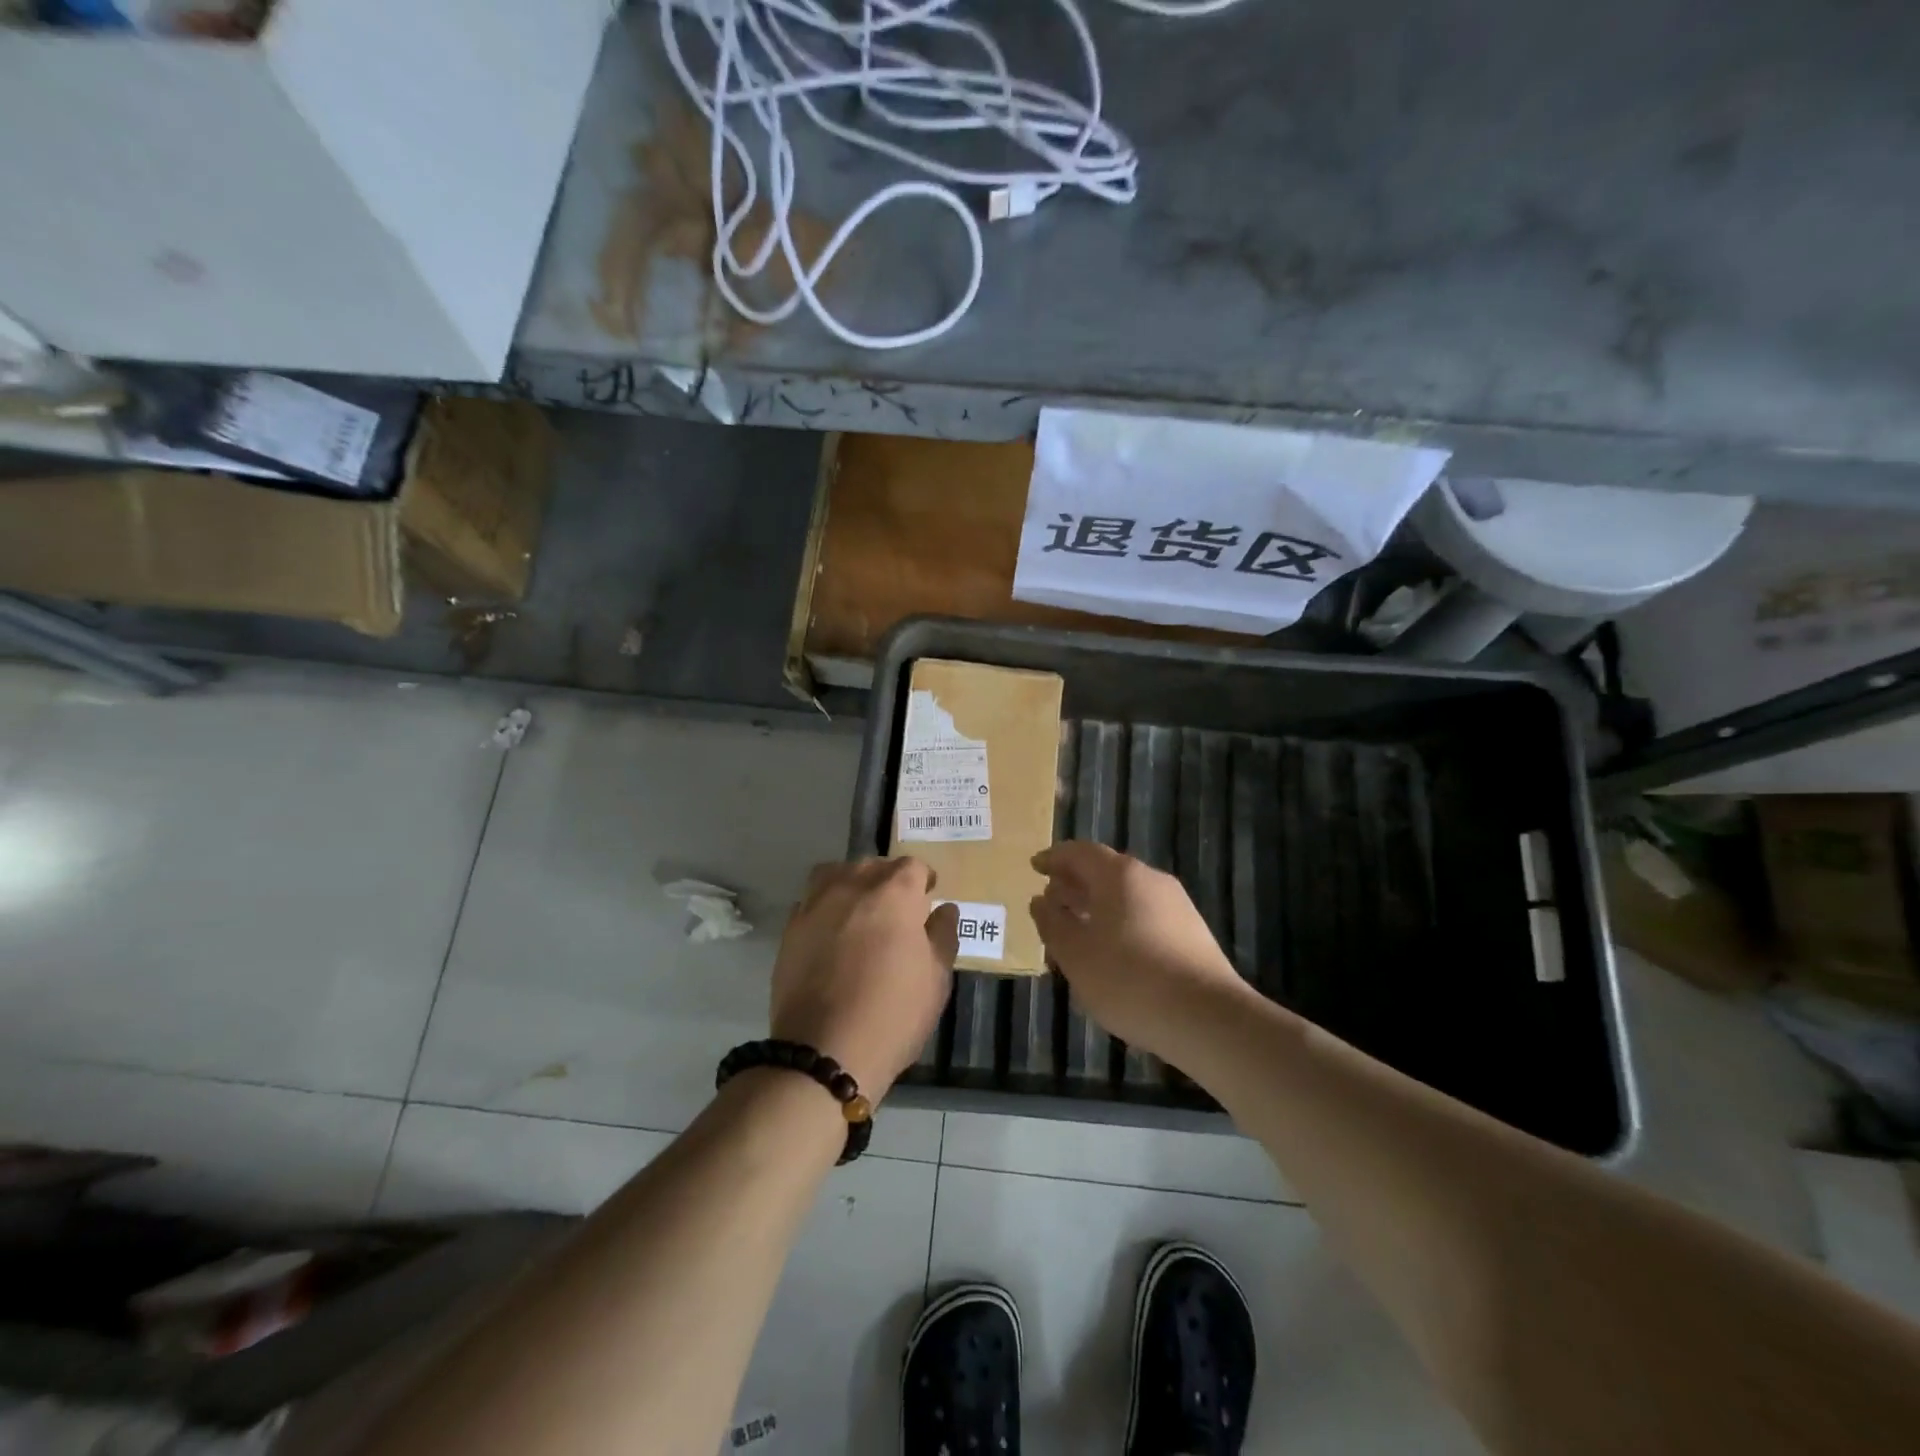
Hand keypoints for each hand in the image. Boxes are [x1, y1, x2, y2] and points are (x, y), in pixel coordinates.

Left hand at [769, 857, 957, 1101]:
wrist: (825, 1051)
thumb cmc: (894, 1013)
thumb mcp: (936, 979)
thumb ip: (943, 935)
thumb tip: (944, 909)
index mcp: (894, 892)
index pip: (912, 866)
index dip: (923, 880)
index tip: (927, 899)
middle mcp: (853, 885)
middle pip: (872, 865)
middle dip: (887, 880)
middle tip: (896, 910)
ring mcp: (816, 904)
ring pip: (835, 874)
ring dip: (851, 884)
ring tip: (859, 911)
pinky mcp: (790, 928)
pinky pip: (811, 902)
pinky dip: (824, 908)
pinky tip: (831, 934)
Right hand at [1029, 841, 1251, 1058]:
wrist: (1207, 1017)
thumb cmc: (1129, 979)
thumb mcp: (1075, 954)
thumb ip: (1053, 923)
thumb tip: (1041, 901)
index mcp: (1119, 874)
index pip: (1079, 852)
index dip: (1054, 858)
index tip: (1035, 867)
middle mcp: (1150, 879)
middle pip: (1105, 872)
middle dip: (1074, 886)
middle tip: (1050, 904)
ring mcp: (1175, 905)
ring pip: (1125, 897)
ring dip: (1096, 909)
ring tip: (1075, 935)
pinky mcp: (1190, 933)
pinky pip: (1144, 917)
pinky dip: (1119, 925)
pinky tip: (1110, 956)